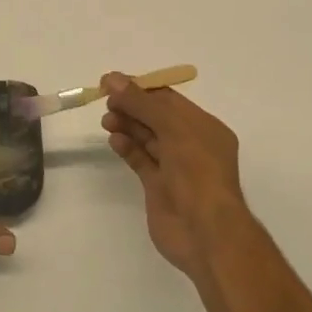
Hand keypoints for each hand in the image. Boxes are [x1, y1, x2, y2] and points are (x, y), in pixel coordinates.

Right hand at [101, 73, 247, 277]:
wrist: (205, 233)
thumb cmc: (197, 172)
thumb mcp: (173, 128)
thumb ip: (142, 103)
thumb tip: (113, 79)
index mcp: (205, 127)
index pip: (169, 100)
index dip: (142, 89)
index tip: (113, 82)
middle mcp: (191, 145)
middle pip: (156, 117)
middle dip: (132, 107)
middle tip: (106, 101)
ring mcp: (175, 167)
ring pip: (147, 138)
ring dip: (127, 125)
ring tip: (107, 120)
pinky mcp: (159, 187)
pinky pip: (140, 160)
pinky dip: (127, 148)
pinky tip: (114, 140)